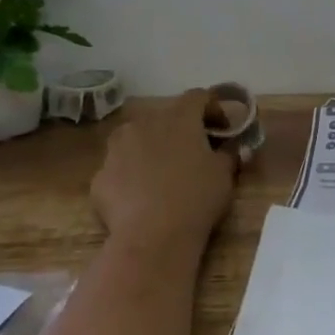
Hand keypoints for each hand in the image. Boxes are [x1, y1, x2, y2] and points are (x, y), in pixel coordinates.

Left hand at [90, 89, 238, 263]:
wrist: (152, 238)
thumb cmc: (196, 198)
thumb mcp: (224, 175)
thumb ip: (229, 154)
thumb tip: (235, 147)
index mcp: (178, 117)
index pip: (198, 97)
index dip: (212, 109)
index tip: (223, 129)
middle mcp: (144, 123)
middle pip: (165, 117)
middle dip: (180, 130)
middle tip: (193, 153)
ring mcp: (117, 149)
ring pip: (136, 139)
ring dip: (151, 149)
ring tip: (162, 174)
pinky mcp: (100, 176)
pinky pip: (120, 169)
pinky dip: (131, 177)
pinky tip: (140, 198)